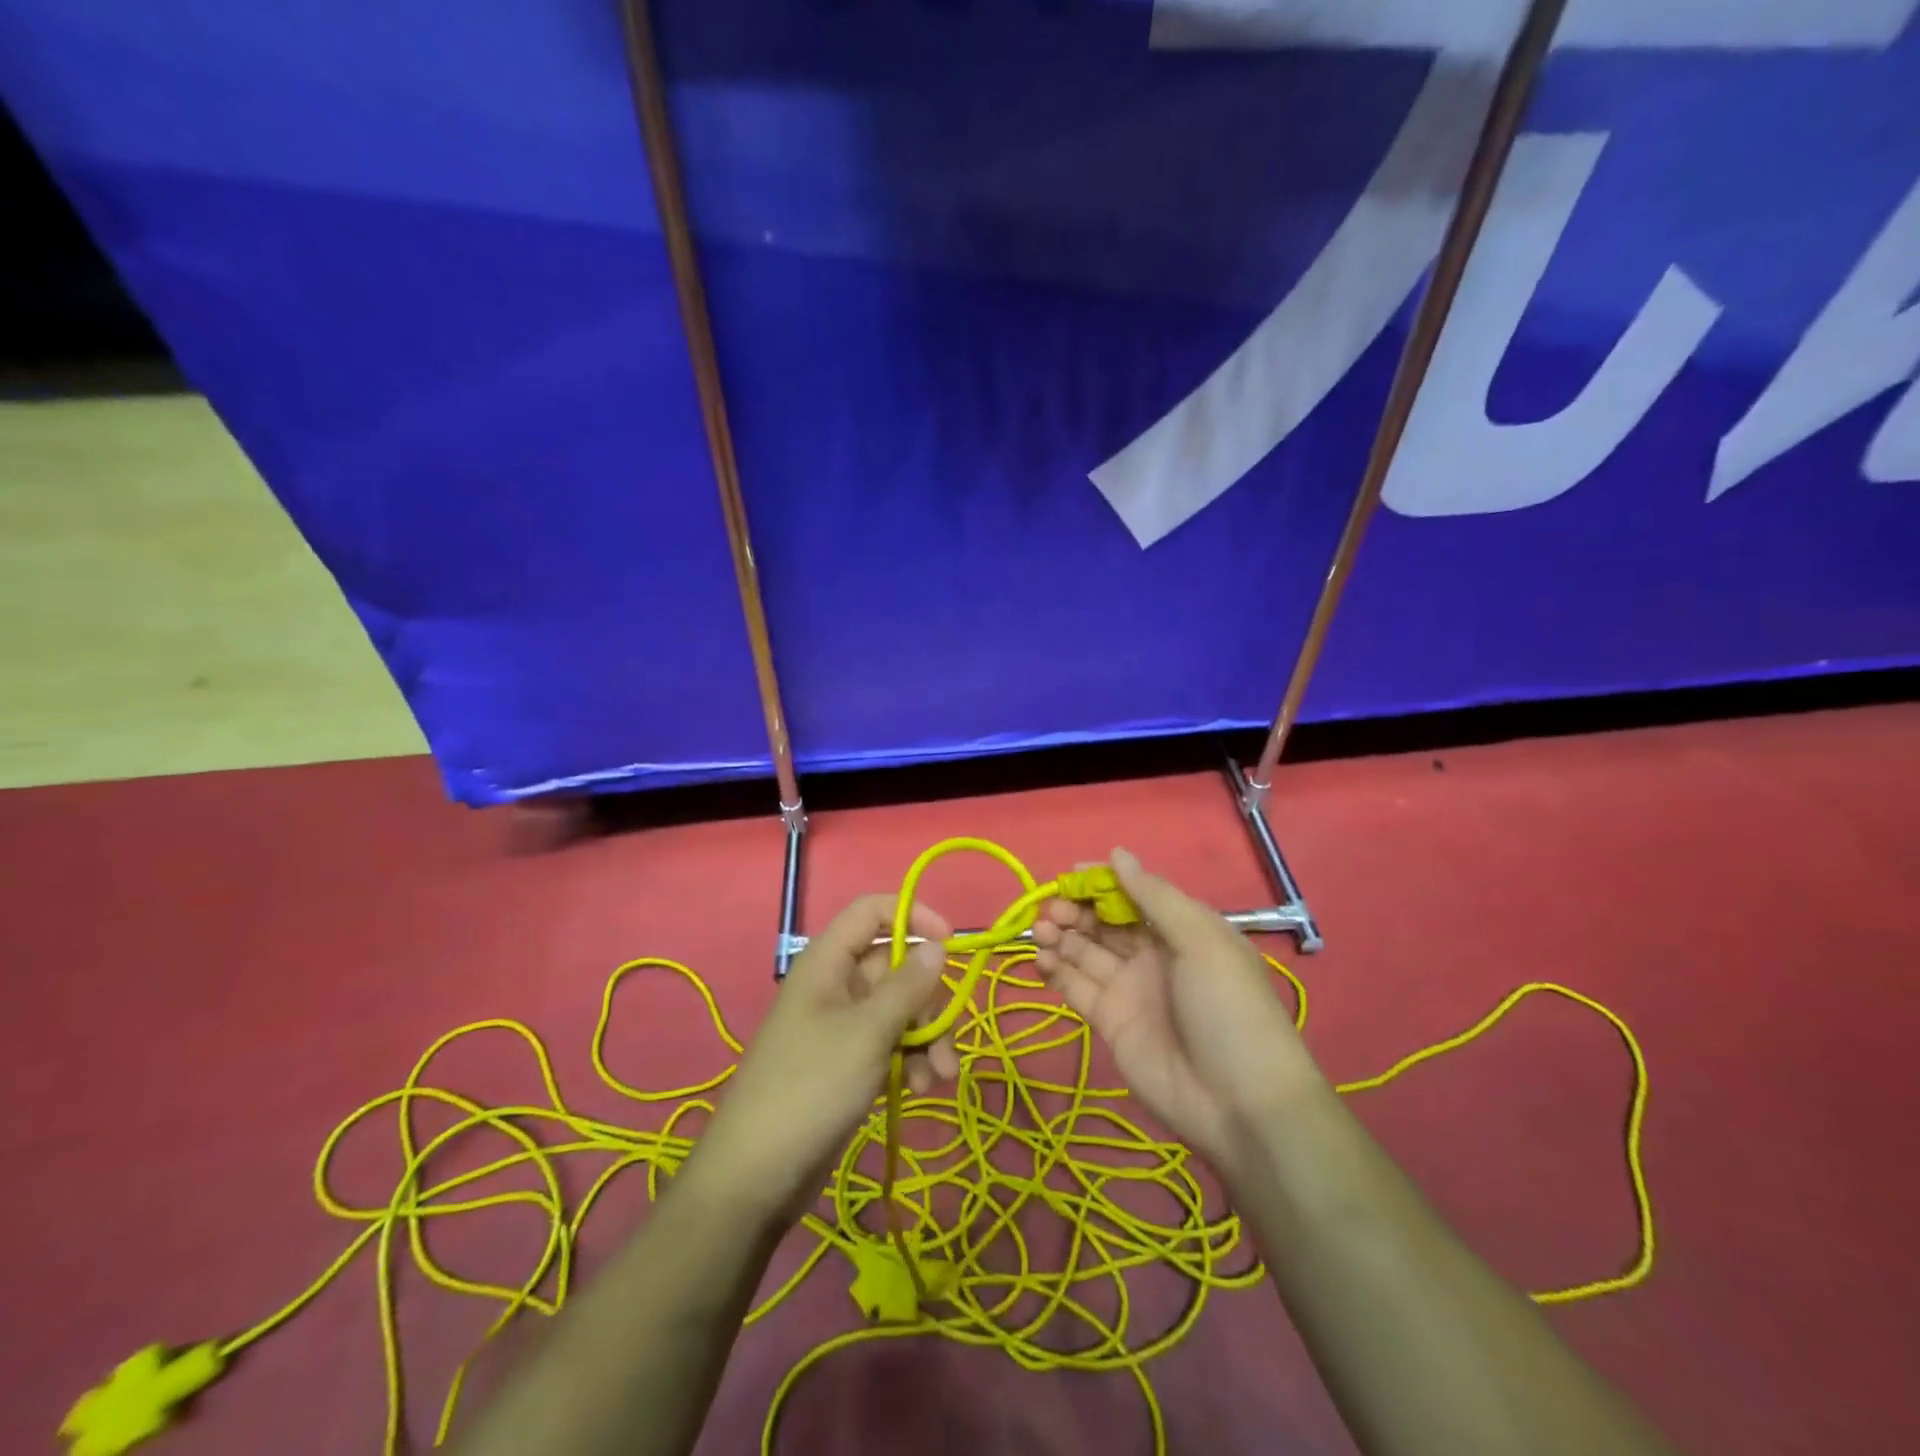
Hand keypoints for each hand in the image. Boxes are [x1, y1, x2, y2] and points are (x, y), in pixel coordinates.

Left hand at [688, 895, 961, 1223]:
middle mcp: (835, 985)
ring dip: (927, 1037)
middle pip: (895, 966)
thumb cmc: (811, 1086)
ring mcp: (841, 1026)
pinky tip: (924, 1089)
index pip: (871, 912)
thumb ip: (908, 986)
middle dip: (929, 999)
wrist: (756, 1176)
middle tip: (946, 1035)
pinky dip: (912, 1060)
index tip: (950, 943)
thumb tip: (938, 946)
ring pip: (899, 1010)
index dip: (912, 916)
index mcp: (828, 962)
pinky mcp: (848, 1063)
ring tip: (942, 1077)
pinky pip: (890, 1044)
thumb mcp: (868, 1032)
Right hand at [1033, 848, 1322, 1180]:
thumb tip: (1117, 853)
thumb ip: (1155, 896)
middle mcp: (1153, 954)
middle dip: (1076, 909)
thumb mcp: (1201, 940)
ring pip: (1085, 951)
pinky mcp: (1110, 1021)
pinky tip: (1040, 958)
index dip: (1103, 882)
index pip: (1135, 894)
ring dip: (1061, 935)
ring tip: (1041, 930)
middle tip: (1052, 910)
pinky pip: (1077, 987)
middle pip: (1105, 922)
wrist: (1239, 1103)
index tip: (1071, 874)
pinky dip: (1056, 970)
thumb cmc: (1227, 1007)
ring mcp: (1130, 988)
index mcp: (1182, 929)